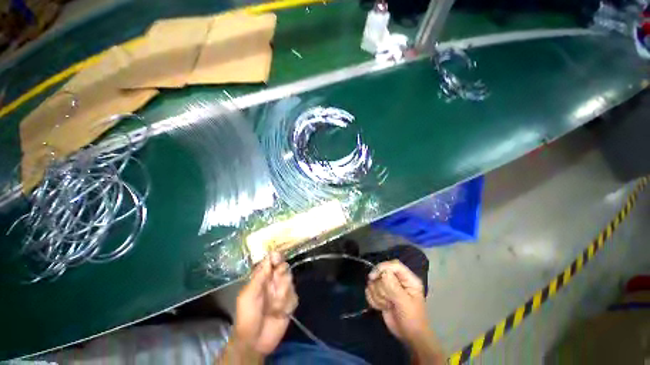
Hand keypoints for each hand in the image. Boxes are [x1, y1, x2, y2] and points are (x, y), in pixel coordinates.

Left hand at [234, 252, 297, 354]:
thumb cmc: (247, 316)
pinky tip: (280, 312)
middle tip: (276, 282)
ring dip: (283, 293)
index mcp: (262, 278)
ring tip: (275, 306)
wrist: (255, 341)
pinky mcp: (290, 303)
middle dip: (281, 275)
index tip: (277, 258)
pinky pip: (294, 296)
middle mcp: (273, 282)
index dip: (275, 257)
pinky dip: (288, 303)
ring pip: (290, 281)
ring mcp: (282, 292)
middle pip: (284, 268)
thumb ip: (259, 276)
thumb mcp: (248, 295)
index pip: (271, 262)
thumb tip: (269, 257)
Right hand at [365, 260, 429, 342]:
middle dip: (381, 289)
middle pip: (381, 273)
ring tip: (387, 305)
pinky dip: (373, 299)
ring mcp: (388, 286)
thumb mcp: (405, 304)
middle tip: (389, 301)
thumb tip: (383, 273)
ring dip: (378, 296)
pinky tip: (381, 307)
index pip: (393, 264)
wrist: (409, 337)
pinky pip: (370, 290)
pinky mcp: (381, 294)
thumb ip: (394, 287)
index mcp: (407, 278)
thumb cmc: (412, 320)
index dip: (382, 268)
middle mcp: (397, 279)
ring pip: (374, 282)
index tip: (373, 277)